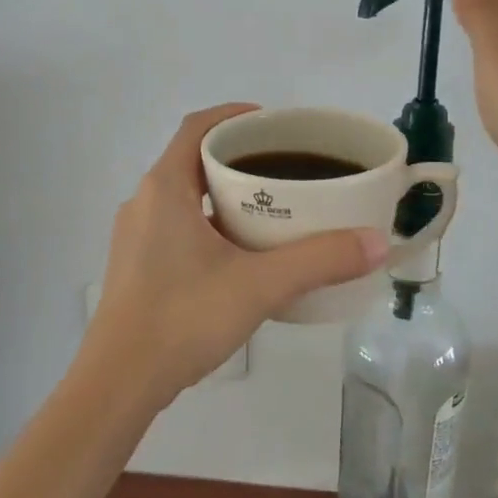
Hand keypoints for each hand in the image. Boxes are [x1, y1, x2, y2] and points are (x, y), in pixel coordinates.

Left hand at [77, 104, 388, 411]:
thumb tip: (377, 242)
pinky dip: (209, 223)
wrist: (120, 382)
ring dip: (223, 193)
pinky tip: (241, 252)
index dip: (234, 116)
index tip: (274, 123)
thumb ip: (320, 260)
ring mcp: (135, 235)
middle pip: (193, 160)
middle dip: (238, 157)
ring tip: (272, 207)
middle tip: (285, 167)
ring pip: (184, 196)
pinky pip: (176, 225)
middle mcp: (144, 202)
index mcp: (164, 188)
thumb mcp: (259, 284)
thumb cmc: (184, 317)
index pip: (197, 127)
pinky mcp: (136, 265)